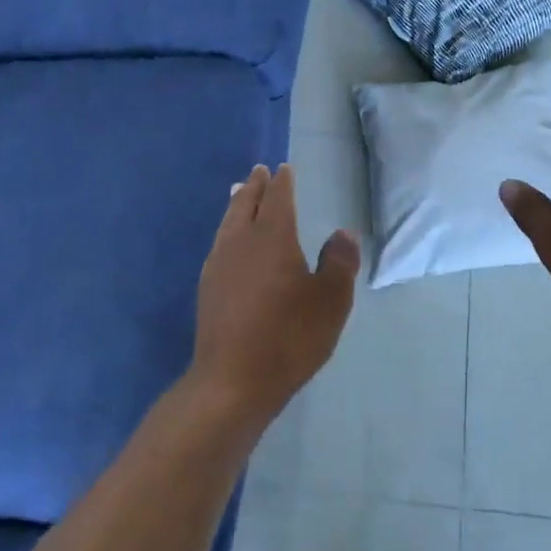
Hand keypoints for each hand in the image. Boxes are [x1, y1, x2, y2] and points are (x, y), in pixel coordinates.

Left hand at [193, 164, 358, 416]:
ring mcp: (218, 265)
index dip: (282, 182)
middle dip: (254, 186)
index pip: (277, 199)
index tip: (283, 169)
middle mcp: (240, 243)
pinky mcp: (207, 288)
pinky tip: (229, 242)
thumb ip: (339, 262)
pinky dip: (227, 230)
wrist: (233, 380)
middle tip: (259, 172)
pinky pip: (219, 243)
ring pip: (227, 222)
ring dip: (237, 204)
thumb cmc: (289, 337)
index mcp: (272, 238)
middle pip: (245, 204)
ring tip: (239, 193)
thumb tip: (343, 234)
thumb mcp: (330, 301)